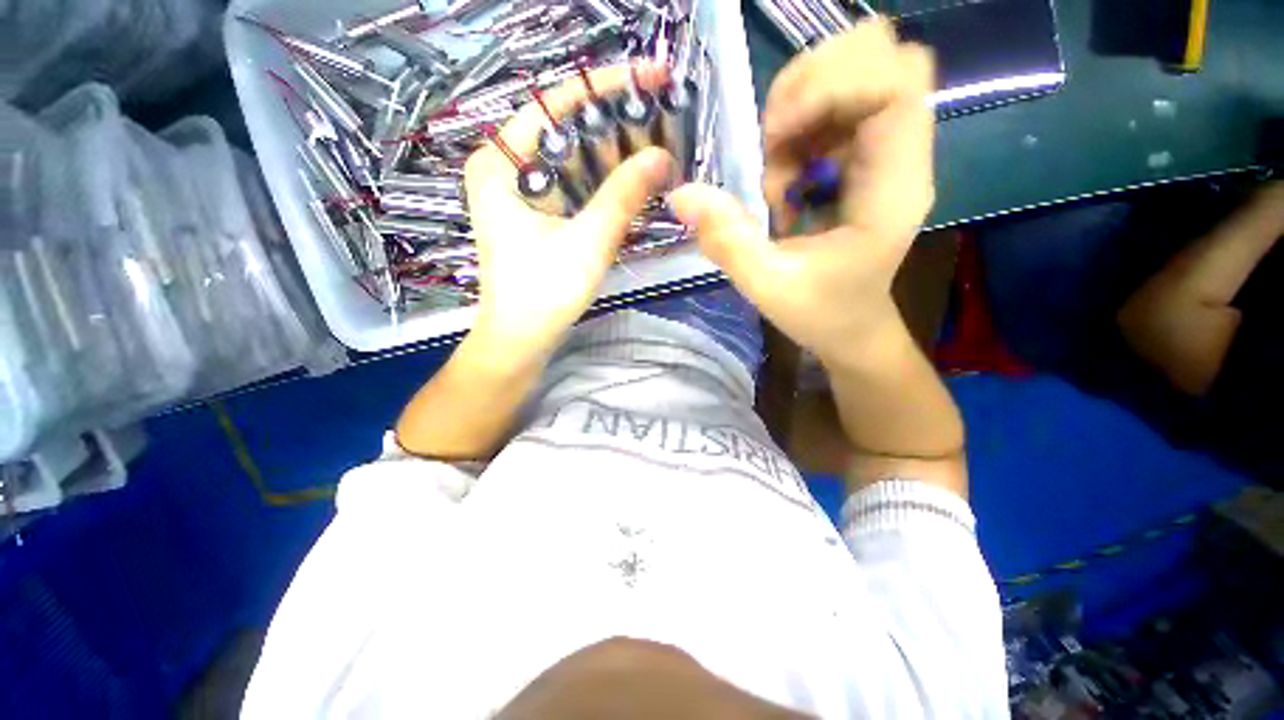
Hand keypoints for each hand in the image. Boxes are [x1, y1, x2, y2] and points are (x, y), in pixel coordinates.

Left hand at [464, 62, 673, 361]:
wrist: (521, 339)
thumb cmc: (543, 293)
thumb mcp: (587, 241)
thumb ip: (623, 196)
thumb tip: (662, 157)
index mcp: (499, 164)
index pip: (554, 106)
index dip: (604, 88)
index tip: (650, 77)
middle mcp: (504, 170)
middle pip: (563, 129)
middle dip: (612, 121)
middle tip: (660, 114)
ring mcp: (519, 193)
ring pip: (570, 158)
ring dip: (611, 152)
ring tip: (654, 143)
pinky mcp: (535, 216)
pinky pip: (571, 184)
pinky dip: (601, 180)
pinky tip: (630, 179)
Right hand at [669, 19, 935, 362]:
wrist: (852, 329)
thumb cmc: (821, 314)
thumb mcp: (768, 286)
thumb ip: (727, 240)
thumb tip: (682, 195)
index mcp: (893, 189)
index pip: (892, 84)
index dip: (828, 88)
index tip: (775, 139)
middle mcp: (902, 157)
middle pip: (881, 55)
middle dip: (812, 84)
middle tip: (772, 144)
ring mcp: (886, 152)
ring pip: (857, 71)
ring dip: (800, 106)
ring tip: (775, 167)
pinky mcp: (867, 157)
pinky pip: (837, 104)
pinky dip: (799, 124)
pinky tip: (783, 173)